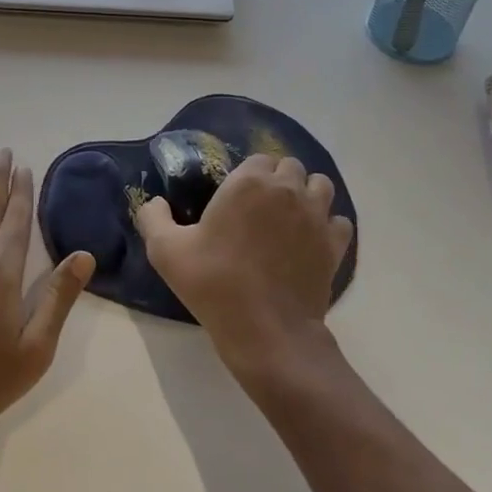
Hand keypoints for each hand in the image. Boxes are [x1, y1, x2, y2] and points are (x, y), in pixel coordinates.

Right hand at [136, 153, 352, 378]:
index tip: (236, 197)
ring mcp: (316, 216)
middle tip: (260, 208)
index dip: (249, 174)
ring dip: (307, 194)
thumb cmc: (215, 284)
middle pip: (291, 167)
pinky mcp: (334, 244)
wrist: (267, 332)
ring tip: (290, 218)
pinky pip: (338, 221)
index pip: (258, 159)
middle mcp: (287, 190)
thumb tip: (154, 202)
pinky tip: (311, 241)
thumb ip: (153, 218)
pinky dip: (327, 225)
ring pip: (320, 186)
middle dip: (278, 180)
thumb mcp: (166, 251)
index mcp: (249, 182)